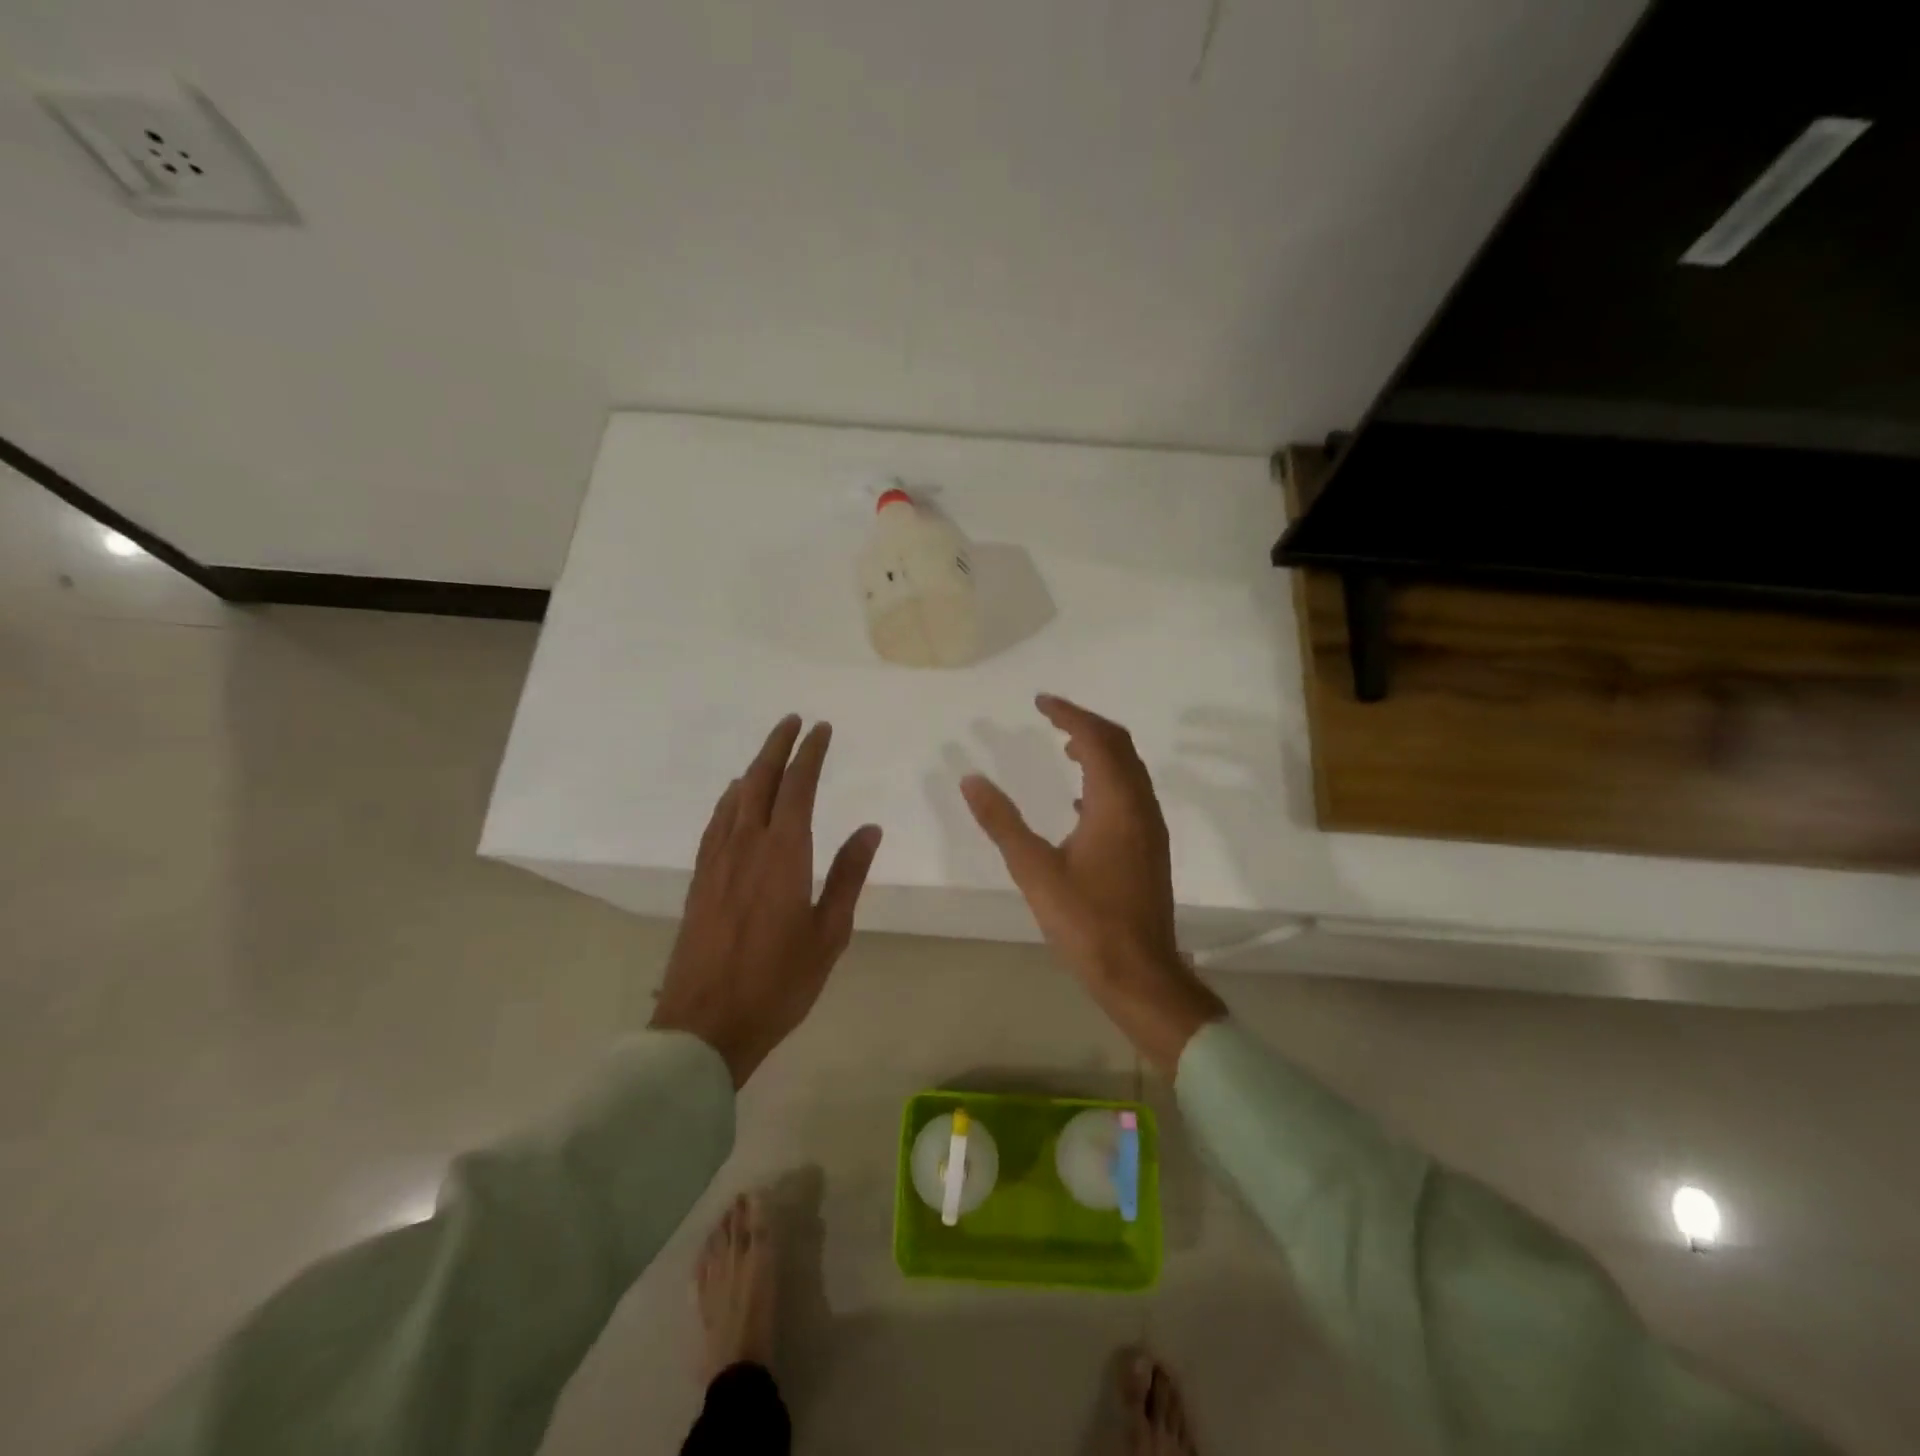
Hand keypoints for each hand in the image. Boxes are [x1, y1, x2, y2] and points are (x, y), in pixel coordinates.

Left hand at [651, 716, 882, 1086]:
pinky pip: (716, 823)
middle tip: (793, 722)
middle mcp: (747, 845)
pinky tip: (733, 798)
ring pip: (735, 798)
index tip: (821, 729)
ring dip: (754, 768)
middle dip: (778, 746)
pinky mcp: (700, 879)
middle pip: (761, 780)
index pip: (798, 787)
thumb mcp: (829, 933)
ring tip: (769, 753)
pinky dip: (729, 799)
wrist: (706, 1023)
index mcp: (784, 854)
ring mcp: (717, 861)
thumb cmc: (779, 982)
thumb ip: (848, 876)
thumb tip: (869, 829)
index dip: (809, 754)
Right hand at [961, 694, 1224, 1076]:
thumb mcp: (1034, 870)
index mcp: (1116, 804)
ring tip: (1064, 746)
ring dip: (1099, 750)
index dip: (1069, 714)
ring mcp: (1150, 828)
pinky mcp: (1150, 848)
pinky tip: (1079, 802)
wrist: (1139, 973)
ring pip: (1129, 770)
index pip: (1096, 739)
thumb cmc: (1086, 922)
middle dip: (1086, 724)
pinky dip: (1106, 780)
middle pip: (1120, 746)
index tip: (1040, 701)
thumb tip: (971, 780)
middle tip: (1051, 716)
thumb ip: (1002, 822)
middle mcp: (1140, 806)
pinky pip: (1130, 794)